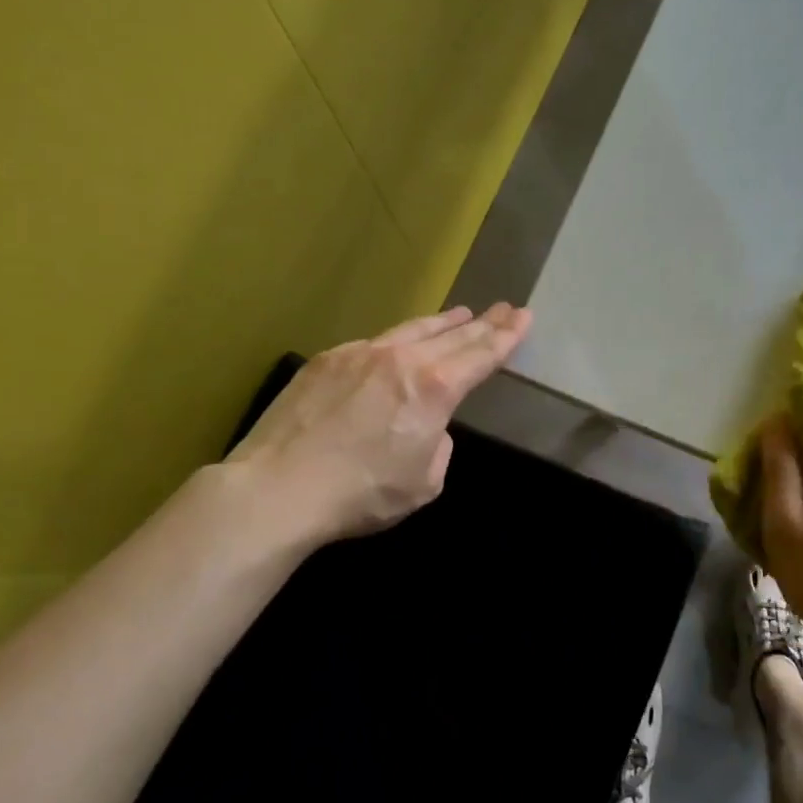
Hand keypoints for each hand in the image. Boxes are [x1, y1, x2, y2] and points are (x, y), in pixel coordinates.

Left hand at [227, 303, 531, 545]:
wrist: (277, 488)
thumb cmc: (361, 494)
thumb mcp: (424, 483)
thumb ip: (438, 445)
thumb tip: (426, 427)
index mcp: (435, 388)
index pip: (481, 355)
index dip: (507, 336)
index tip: (524, 316)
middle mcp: (402, 359)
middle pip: (453, 335)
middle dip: (484, 323)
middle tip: (506, 308)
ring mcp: (360, 353)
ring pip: (411, 330)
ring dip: (441, 324)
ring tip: (461, 314)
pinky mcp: (327, 360)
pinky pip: (373, 344)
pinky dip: (396, 342)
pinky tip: (397, 347)